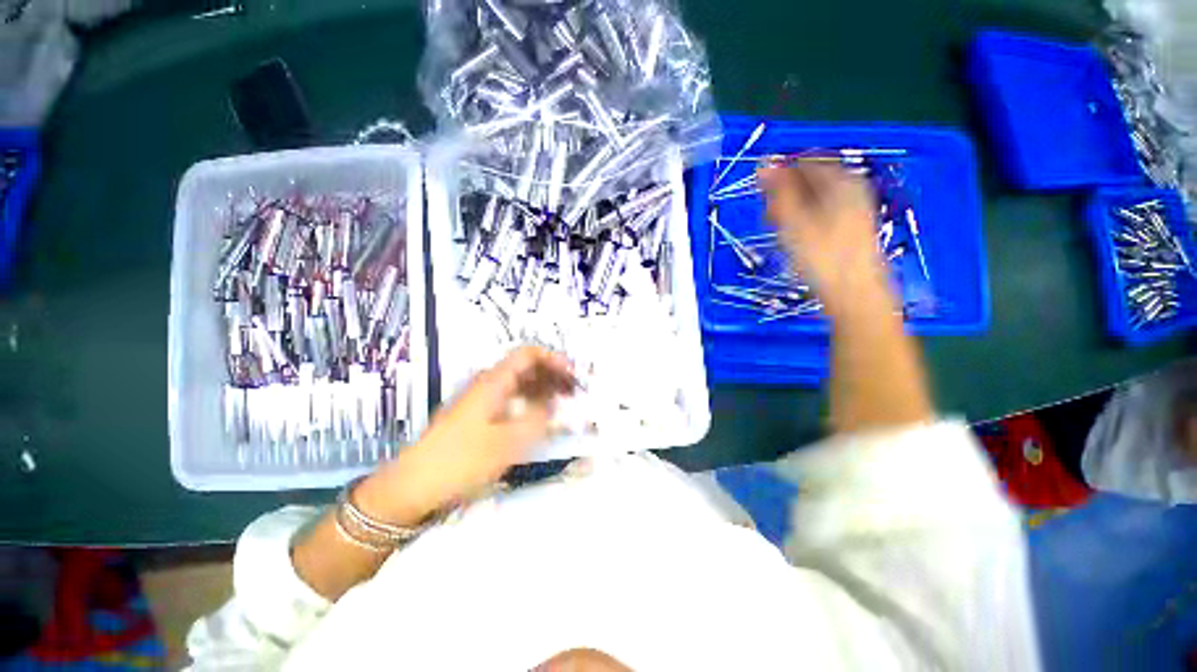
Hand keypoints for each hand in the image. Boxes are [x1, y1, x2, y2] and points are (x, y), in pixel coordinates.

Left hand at [355, 346, 573, 524]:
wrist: (412, 488)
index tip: (573, 375)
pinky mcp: (477, 417)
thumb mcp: (508, 442)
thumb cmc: (461, 461)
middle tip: (573, 391)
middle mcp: (487, 384)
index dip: (553, 359)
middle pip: (525, 367)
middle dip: (552, 374)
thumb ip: (538, 419)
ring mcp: (480, 401)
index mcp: (493, 382)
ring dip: (542, 389)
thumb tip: (555, 403)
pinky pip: (510, 400)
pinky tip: (539, 419)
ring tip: (563, 404)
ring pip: (518, 384)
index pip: (528, 354)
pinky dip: (529, 404)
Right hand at [757, 163, 887, 307]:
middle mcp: (850, 187)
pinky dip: (804, 221)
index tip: (762, 198)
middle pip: (809, 179)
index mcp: (840, 179)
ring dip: (791, 211)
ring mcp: (853, 207)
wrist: (852, 292)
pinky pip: (821, 213)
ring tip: (781, 234)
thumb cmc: (820, 255)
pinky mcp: (850, 227)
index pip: (803, 160)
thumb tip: (762, 164)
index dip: (779, 175)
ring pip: (813, 198)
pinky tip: (797, 240)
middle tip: (770, 219)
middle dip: (784, 196)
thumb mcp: (793, 220)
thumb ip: (778, 190)